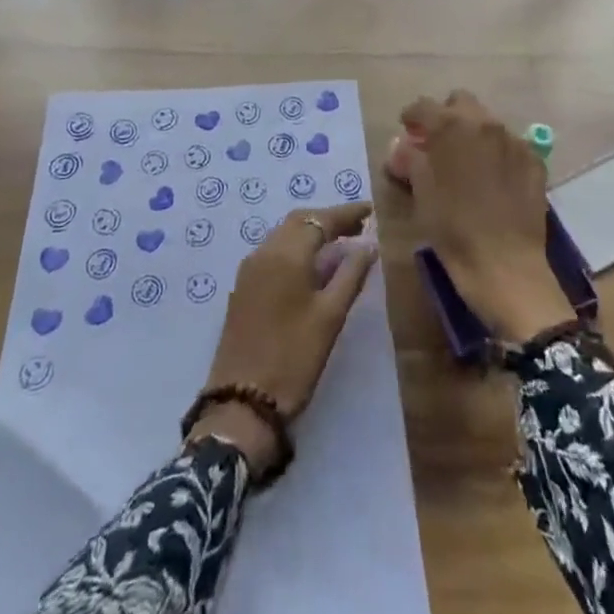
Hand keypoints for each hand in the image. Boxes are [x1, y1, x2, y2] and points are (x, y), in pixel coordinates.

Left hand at [190, 203, 377, 473]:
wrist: (242, 403)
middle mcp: (264, 251)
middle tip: (358, 227)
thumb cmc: (293, 357)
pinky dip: (295, 248)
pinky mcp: (243, 288)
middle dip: (328, 220)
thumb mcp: (330, 316)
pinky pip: (273, 252)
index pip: (320, 219)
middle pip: (299, 221)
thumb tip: (368, 244)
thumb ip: (351, 275)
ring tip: (340, 244)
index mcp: (286, 253)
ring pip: (283, 235)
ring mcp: (249, 269)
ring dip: (310, 233)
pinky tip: (312, 266)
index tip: (371, 211)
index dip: (347, 213)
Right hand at [403, 91, 573, 341]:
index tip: (407, 130)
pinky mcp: (534, 162)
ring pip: (488, 122)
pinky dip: (497, 152)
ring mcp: (514, 141)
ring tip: (466, 163)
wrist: (506, 266)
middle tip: (437, 143)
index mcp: (451, 127)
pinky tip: (493, 179)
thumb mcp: (421, 194)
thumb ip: (410, 161)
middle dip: (446, 116)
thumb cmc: (453, 229)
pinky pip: (511, 144)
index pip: (424, 107)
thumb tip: (402, 147)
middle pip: (461, 102)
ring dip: (473, 134)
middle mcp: (485, 124)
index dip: (411, 117)